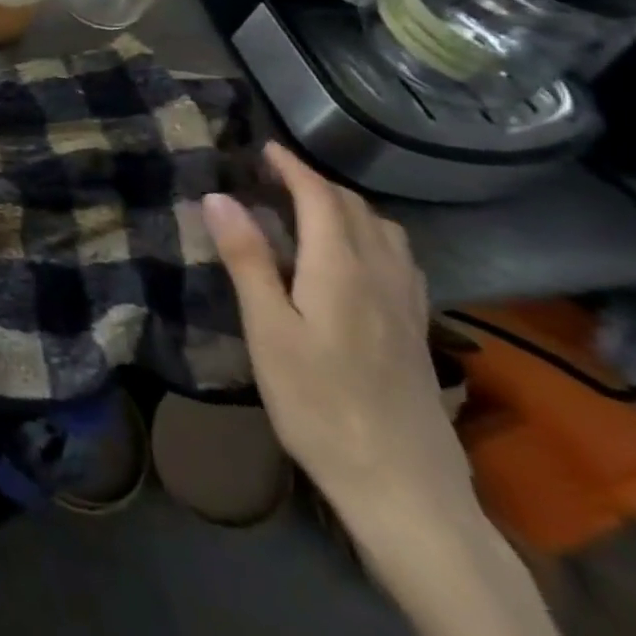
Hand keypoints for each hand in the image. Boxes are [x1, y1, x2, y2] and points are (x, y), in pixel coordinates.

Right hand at [201, 143, 474, 534]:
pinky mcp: (416, 331)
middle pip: (356, 210)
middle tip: (276, 175)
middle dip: (317, 182)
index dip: (293, 168)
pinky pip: (399, 260)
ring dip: (348, 207)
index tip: (266, 148)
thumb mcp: (268, 331)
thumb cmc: (319, 404)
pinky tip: (355, 259)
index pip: (321, 199)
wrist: (402, 487)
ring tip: (312, 208)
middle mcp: (382, 276)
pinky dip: (371, 237)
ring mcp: (407, 305)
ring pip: (385, 233)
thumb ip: (246, 259)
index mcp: (341, 270)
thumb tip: (219, 197)